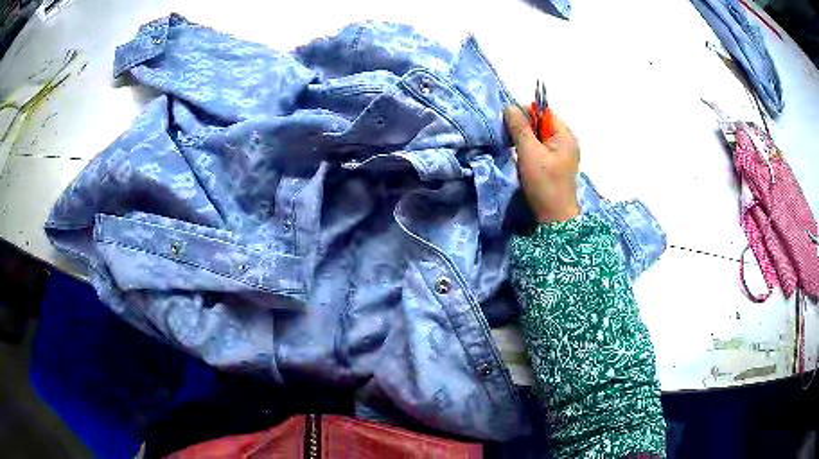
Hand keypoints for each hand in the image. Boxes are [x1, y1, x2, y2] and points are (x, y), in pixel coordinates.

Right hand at [505, 105, 580, 223]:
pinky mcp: (555, 165)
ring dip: (525, 139)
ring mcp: (562, 154)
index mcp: (565, 135)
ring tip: (512, 145)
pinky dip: (529, 149)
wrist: (554, 218)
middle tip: (507, 134)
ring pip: (539, 137)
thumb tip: (509, 107)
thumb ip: (520, 128)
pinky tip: (520, 156)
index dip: (526, 112)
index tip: (508, 121)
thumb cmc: (544, 183)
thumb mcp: (529, 153)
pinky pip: (541, 149)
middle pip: (542, 124)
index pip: (545, 112)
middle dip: (524, 126)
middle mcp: (566, 141)